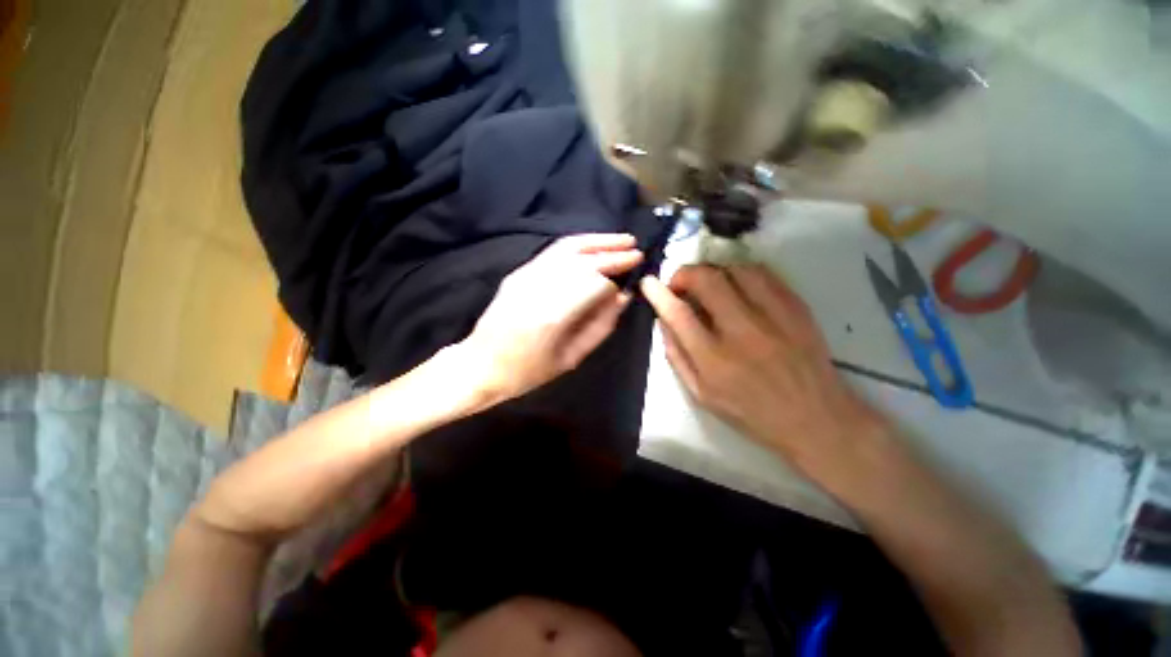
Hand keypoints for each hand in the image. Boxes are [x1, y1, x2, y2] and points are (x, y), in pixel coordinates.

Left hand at [460, 233, 643, 404]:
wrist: (481, 364)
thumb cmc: (528, 371)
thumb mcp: (571, 358)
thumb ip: (600, 326)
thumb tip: (622, 297)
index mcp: (554, 315)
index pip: (594, 283)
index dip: (614, 280)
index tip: (629, 281)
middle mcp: (540, 288)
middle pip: (583, 261)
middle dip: (612, 253)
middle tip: (636, 250)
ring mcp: (526, 276)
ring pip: (567, 248)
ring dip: (597, 241)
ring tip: (621, 239)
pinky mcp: (519, 272)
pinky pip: (553, 251)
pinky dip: (577, 244)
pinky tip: (593, 245)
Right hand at [640, 265, 886, 477]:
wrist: (816, 419)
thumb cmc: (751, 412)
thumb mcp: (701, 394)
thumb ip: (677, 356)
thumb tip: (663, 321)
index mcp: (714, 359)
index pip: (678, 313)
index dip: (658, 293)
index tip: (649, 283)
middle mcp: (742, 331)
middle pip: (707, 280)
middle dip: (685, 274)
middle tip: (681, 284)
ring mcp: (774, 316)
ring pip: (736, 269)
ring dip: (714, 271)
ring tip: (710, 285)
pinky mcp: (797, 308)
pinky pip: (765, 274)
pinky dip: (742, 272)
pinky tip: (738, 286)